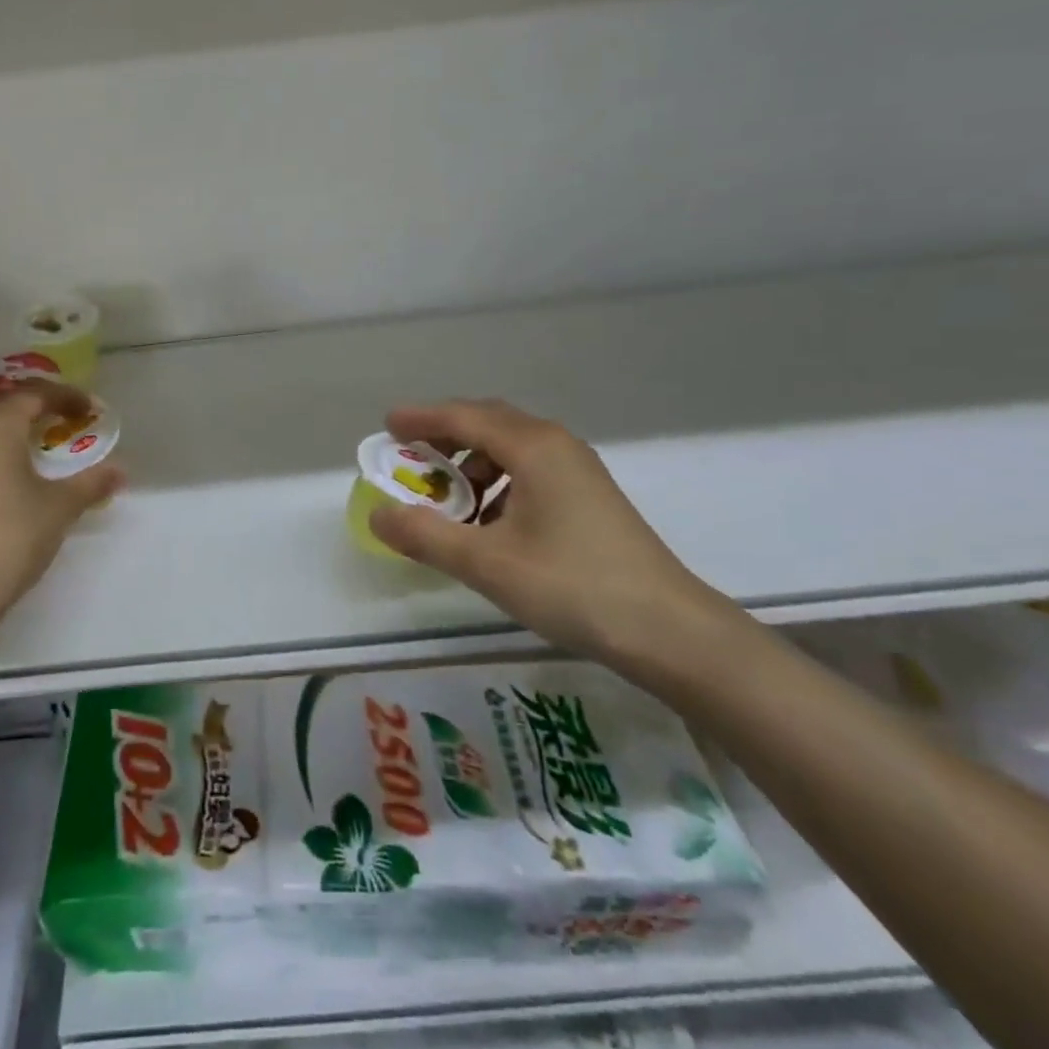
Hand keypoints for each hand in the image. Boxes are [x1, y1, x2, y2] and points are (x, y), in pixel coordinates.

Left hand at [0, 379, 122, 639]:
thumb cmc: (9, 539)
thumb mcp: (59, 509)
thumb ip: (91, 482)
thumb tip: (120, 470)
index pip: (36, 394)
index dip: (67, 397)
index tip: (91, 409)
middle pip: (4, 402)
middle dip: (37, 406)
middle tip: (65, 420)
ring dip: (10, 426)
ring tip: (36, 443)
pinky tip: (4, 471)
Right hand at [369, 400, 731, 670]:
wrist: (670, 632)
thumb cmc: (573, 586)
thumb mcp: (487, 564)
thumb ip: (426, 536)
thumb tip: (377, 516)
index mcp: (532, 447)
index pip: (463, 416)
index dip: (421, 419)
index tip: (387, 426)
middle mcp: (555, 445)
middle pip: (488, 423)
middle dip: (444, 437)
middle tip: (410, 457)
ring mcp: (577, 470)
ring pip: (510, 449)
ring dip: (472, 465)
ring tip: (447, 502)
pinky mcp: (589, 497)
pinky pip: (529, 471)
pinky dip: (498, 484)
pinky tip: (488, 525)